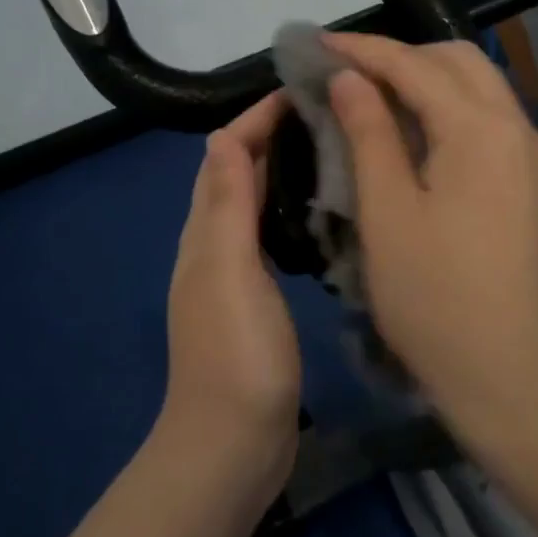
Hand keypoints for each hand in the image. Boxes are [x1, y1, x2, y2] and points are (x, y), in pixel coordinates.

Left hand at [161, 91, 301, 505]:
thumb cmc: (236, 355)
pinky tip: (321, 214)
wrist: (232, 446)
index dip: (256, 118)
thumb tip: (222, 136)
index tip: (301, 90)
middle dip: (272, 136)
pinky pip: (269, 237)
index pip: (226, 155)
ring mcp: (235, 275)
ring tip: (331, 149)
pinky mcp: (257, 301)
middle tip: (327, 113)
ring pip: (254, 204)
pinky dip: (289, 211)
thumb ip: (227, 206)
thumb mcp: (229, 271)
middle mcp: (214, 246)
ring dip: (282, 170)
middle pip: (238, 174)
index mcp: (206, 233)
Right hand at [322, 33, 537, 402]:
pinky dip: (446, 107)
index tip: (315, 44)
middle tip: (345, 73)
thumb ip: (368, 132)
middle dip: (399, 55)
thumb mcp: (386, 211)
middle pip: (456, 60)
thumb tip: (349, 77)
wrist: (507, 371)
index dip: (362, 50)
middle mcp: (516, 127)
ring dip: (425, 78)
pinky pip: (486, 118)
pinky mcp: (529, 180)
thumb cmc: (433, 296)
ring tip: (371, 95)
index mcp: (480, 130)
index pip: (414, 65)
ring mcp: (529, 154)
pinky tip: (412, 130)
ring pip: (476, 86)